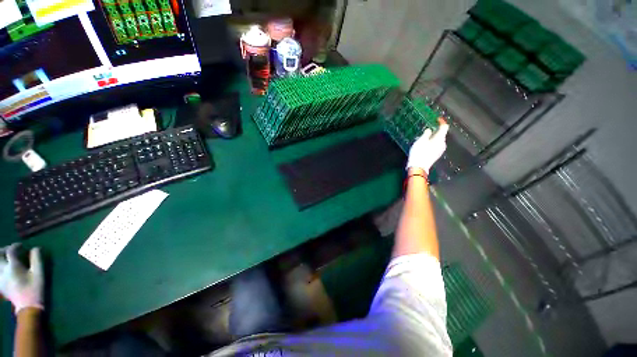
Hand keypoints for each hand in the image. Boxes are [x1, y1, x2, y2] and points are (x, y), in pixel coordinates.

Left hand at [0, 243, 43, 313]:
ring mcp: (0, 278)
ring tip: (6, 258)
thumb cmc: (34, 288)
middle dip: (4, 250)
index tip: (22, 246)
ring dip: (0, 258)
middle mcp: (3, 270)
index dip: (16, 246)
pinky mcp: (0, 283)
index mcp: (12, 266)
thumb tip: (35, 248)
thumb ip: (36, 259)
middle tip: (10, 250)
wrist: (27, 306)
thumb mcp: (39, 273)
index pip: (11, 251)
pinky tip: (4, 270)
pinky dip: (0, 268)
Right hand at [406, 119, 449, 172]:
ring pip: (438, 141)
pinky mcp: (436, 155)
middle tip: (427, 130)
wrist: (418, 167)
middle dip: (435, 131)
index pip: (444, 127)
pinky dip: (431, 143)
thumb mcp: (421, 141)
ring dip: (432, 138)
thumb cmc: (419, 152)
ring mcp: (440, 151)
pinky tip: (424, 146)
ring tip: (423, 138)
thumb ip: (426, 134)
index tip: (437, 119)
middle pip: (441, 134)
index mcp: (440, 139)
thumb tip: (430, 130)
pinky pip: (435, 146)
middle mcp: (442, 144)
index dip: (441, 122)